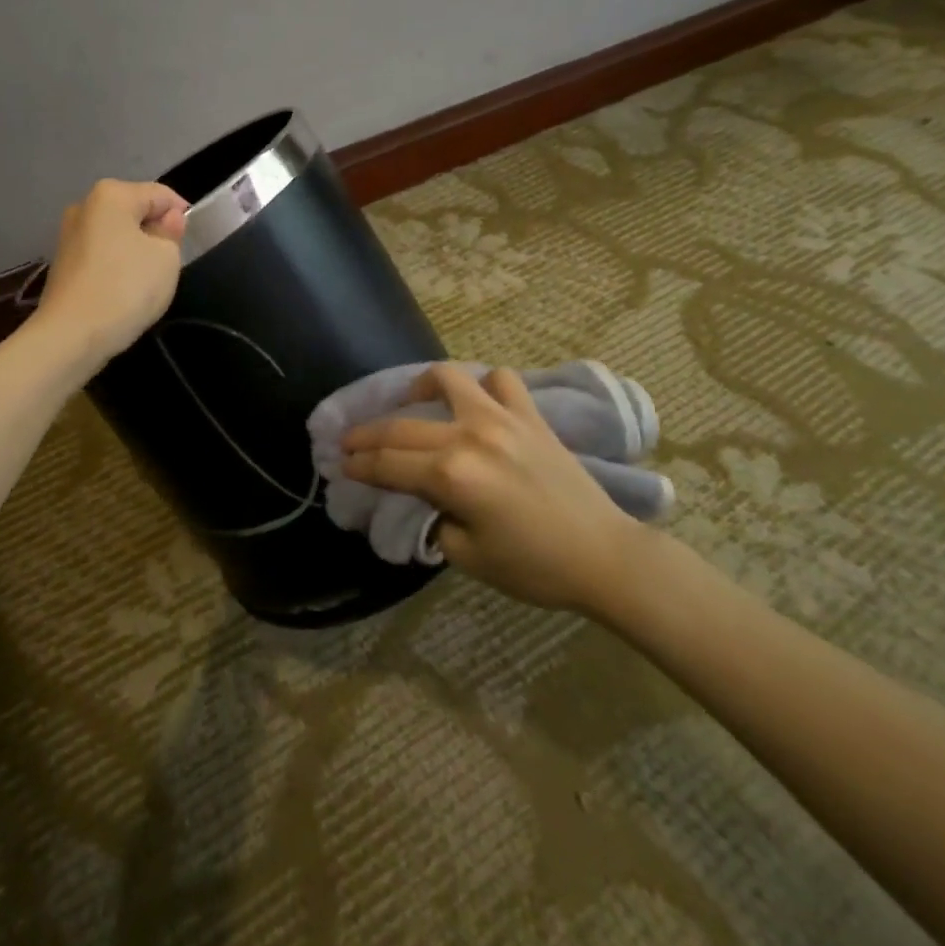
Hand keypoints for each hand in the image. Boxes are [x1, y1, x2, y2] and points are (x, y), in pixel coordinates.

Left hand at [33, 179, 187, 367]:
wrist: (71, 335)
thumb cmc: (126, 288)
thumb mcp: (166, 258)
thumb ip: (171, 232)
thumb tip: (167, 220)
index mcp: (111, 194)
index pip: (160, 194)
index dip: (181, 213)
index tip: (191, 240)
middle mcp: (85, 206)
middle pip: (134, 211)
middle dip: (155, 231)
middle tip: (171, 263)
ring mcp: (69, 235)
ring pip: (117, 234)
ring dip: (136, 251)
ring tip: (148, 281)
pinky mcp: (62, 264)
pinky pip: (101, 255)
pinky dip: (116, 266)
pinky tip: (124, 291)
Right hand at [341, 363, 643, 612]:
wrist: (604, 556)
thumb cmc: (535, 567)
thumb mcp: (468, 557)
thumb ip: (433, 520)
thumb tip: (419, 499)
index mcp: (452, 476)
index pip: (388, 465)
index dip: (359, 465)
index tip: (340, 465)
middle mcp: (470, 436)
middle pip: (402, 426)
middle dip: (367, 434)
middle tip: (350, 442)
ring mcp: (502, 419)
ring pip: (447, 379)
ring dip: (419, 388)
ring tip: (411, 402)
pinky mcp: (530, 416)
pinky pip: (500, 381)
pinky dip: (482, 386)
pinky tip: (475, 402)